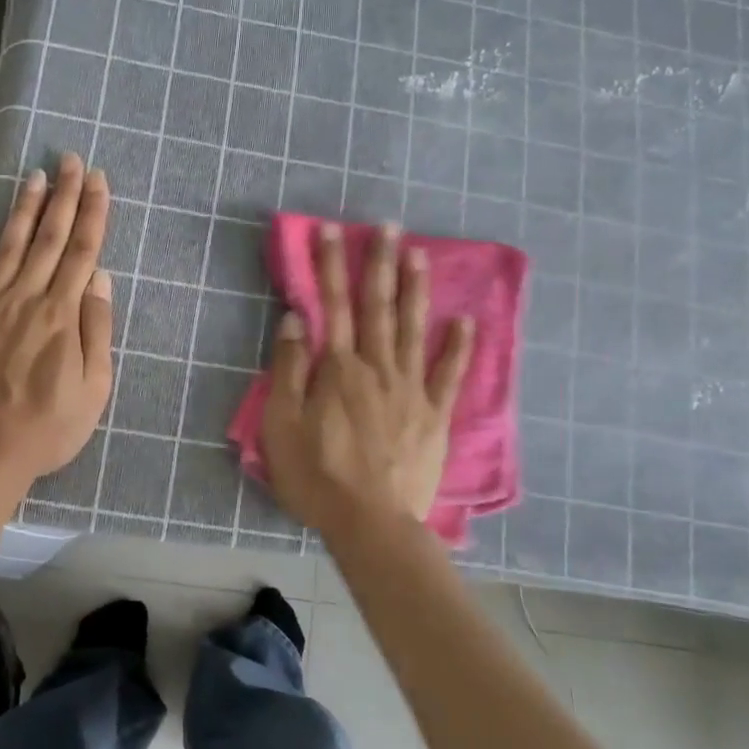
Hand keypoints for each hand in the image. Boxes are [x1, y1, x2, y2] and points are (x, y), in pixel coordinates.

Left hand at [0, 155, 113, 483]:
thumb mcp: (93, 389)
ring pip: (10, 246)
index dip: (92, 213)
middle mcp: (26, 298)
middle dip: (63, 196)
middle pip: (48, 238)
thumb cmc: (45, 428)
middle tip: (70, 159)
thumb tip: (100, 280)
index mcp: (62, 315)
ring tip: (35, 175)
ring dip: (24, 208)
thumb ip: (96, 330)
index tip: (98, 180)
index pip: (82, 252)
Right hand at [262, 222, 472, 534]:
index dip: (329, 265)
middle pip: (377, 307)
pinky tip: (465, 321)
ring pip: (414, 329)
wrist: (371, 523)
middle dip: (379, 263)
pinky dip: (458, 347)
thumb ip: (289, 369)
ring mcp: (411, 389)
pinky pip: (448, 375)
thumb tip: (296, 320)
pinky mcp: (434, 415)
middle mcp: (377, 367)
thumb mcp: (282, 424)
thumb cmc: (317, 476)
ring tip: (419, 254)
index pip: (331, 305)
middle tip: (387, 225)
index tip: (331, 230)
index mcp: (338, 368)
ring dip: (415, 289)